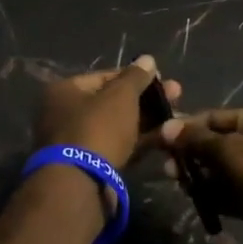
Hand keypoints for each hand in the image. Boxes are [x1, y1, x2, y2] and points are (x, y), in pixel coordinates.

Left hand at [34, 55, 181, 170]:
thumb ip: (136, 77)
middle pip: (112, 102)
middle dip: (146, 100)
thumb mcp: (120, 96)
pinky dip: (140, 141)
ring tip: (178, 118)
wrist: (80, 184)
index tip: (162, 79)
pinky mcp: (90, 167)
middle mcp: (65, 114)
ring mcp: (77, 143)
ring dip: (147, 121)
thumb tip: (147, 59)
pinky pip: (118, 146)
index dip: (135, 76)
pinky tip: (166, 138)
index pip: (105, 76)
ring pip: (118, 126)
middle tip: (176, 96)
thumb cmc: (97, 128)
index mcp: (65, 91)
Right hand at [160, 108, 242, 243]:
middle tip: (166, 168)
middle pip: (215, 144)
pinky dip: (211, 196)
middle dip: (190, 154)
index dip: (186, 127)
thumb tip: (166, 127)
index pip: (214, 118)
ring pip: (219, 171)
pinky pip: (227, 194)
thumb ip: (198, 141)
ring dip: (198, 176)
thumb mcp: (233, 153)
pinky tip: (193, 200)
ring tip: (176, 183)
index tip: (159, 140)